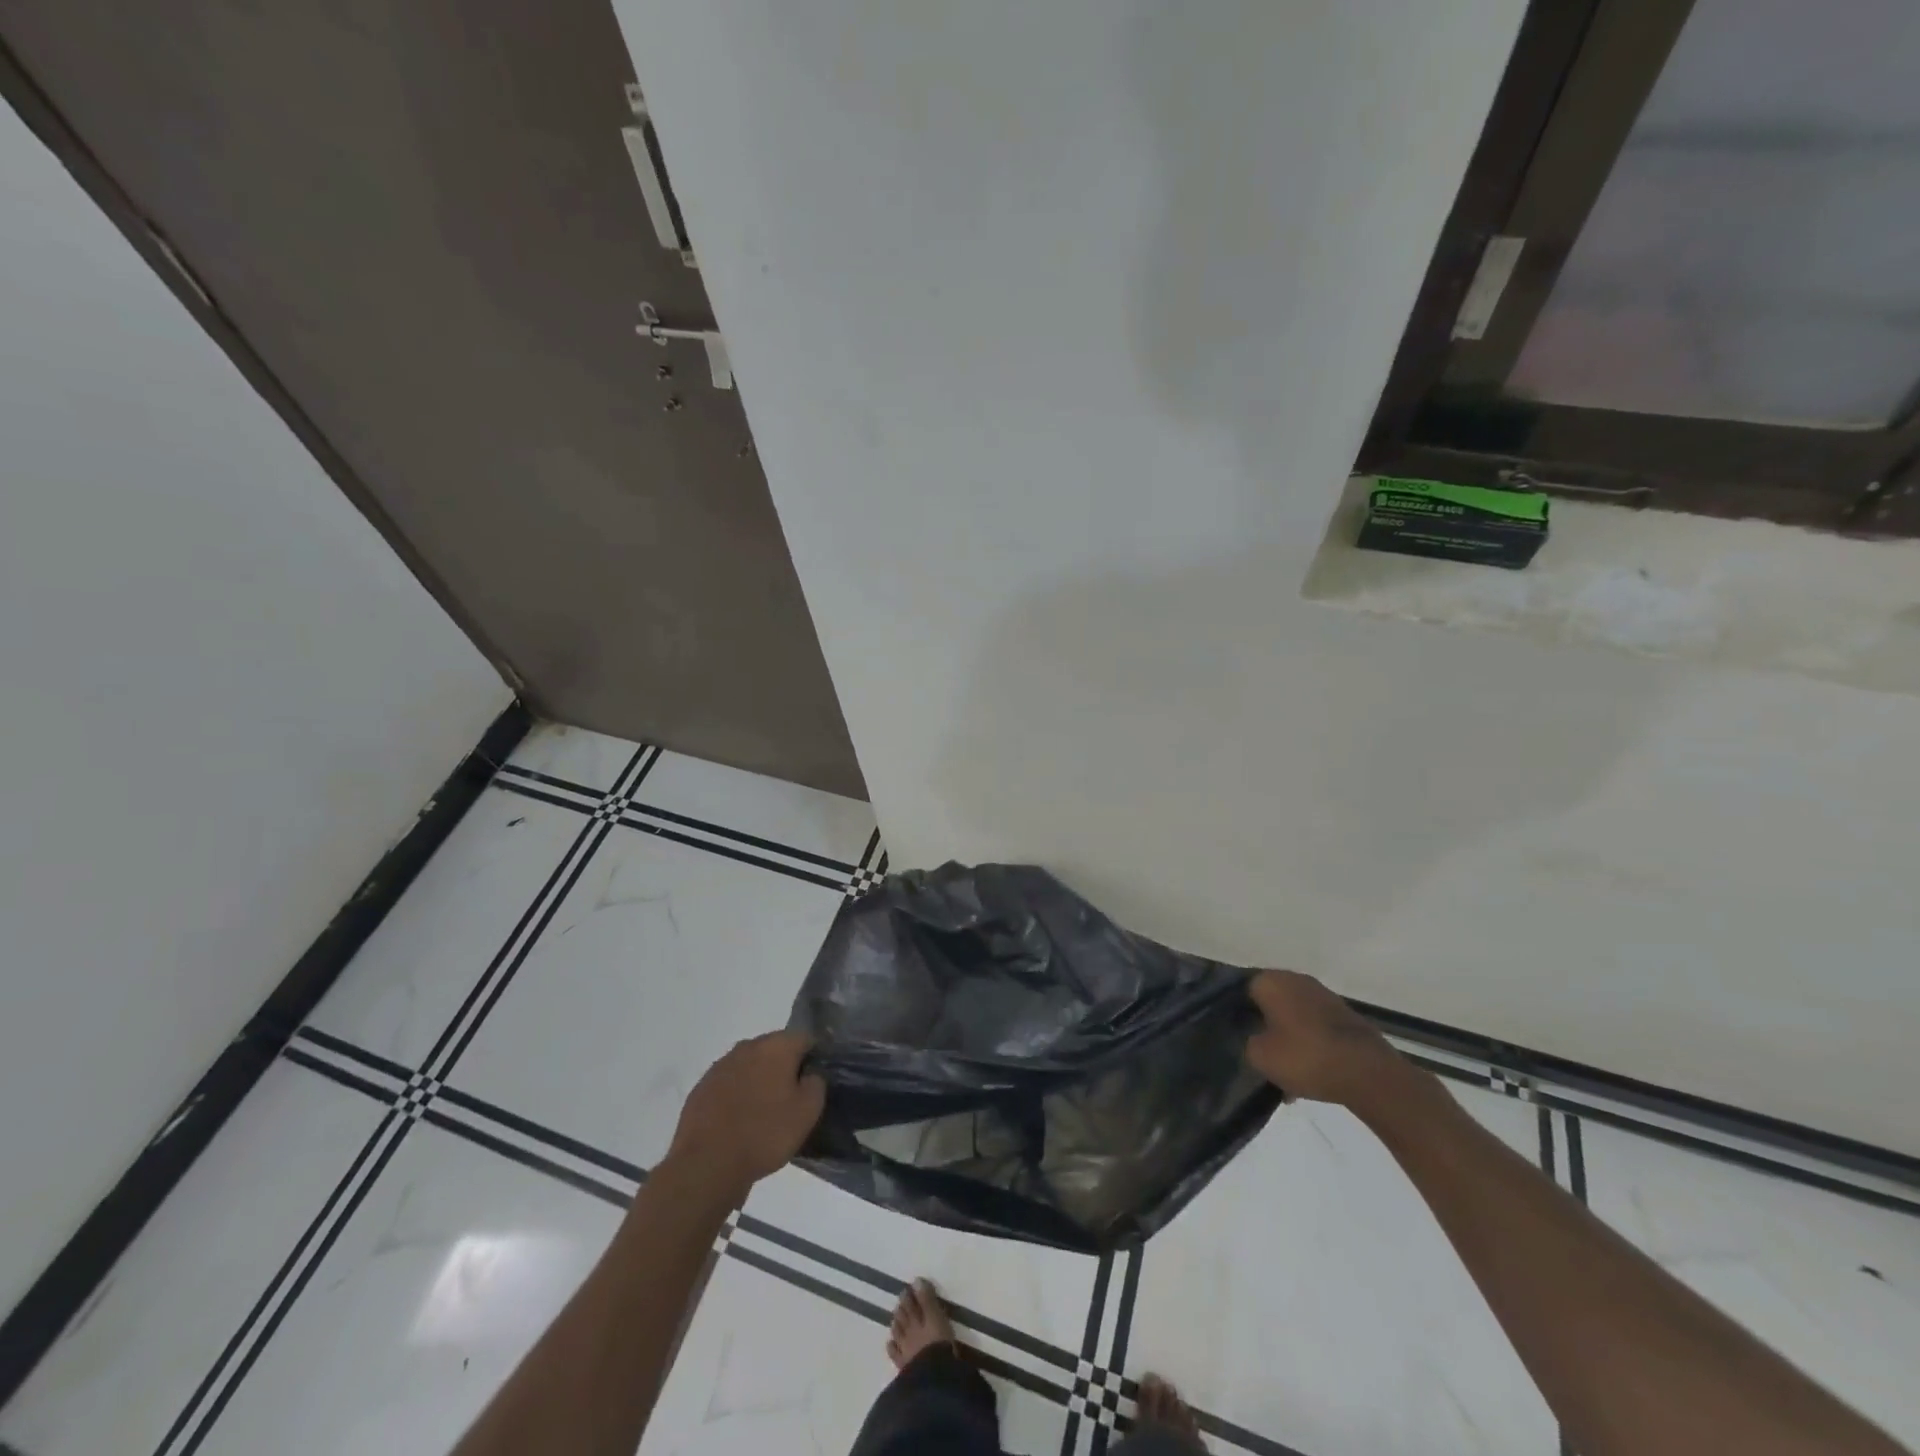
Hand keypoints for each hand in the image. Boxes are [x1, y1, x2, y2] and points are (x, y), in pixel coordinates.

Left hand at [664, 1031, 825, 1200]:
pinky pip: (728, 1083)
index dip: (813, 1056)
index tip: (814, 1080)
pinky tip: (738, 1120)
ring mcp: (721, 1065)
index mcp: (776, 1046)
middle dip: (784, 1066)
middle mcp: (748, 1046)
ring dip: (758, 1079)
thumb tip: (810, 1074)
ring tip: (763, 1111)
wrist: (707, 1164)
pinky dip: (736, 1094)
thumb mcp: (807, 1113)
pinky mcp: (702, 1087)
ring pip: (749, 1065)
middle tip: (791, 1097)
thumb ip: (816, 1084)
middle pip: (774, 1048)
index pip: (804, 1038)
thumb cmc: (764, 1134)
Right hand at [1244, 970, 1407, 1111]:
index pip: (1241, 988)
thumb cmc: (1306, 1057)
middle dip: (1262, 1024)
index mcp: (1271, 980)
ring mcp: (1324, 996)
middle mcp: (1296, 979)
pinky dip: (1308, 1044)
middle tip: (1255, 1050)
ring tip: (1283, 1070)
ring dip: (1286, 1036)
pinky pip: (1314, 1027)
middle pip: (1269, 1001)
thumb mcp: (1260, 1056)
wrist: (1370, 1074)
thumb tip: (1254, 1038)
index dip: (1234, 1011)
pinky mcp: (1345, 1016)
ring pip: (1292, 1015)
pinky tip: (1307, 1073)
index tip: (1232, 1033)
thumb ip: (1247, 1042)